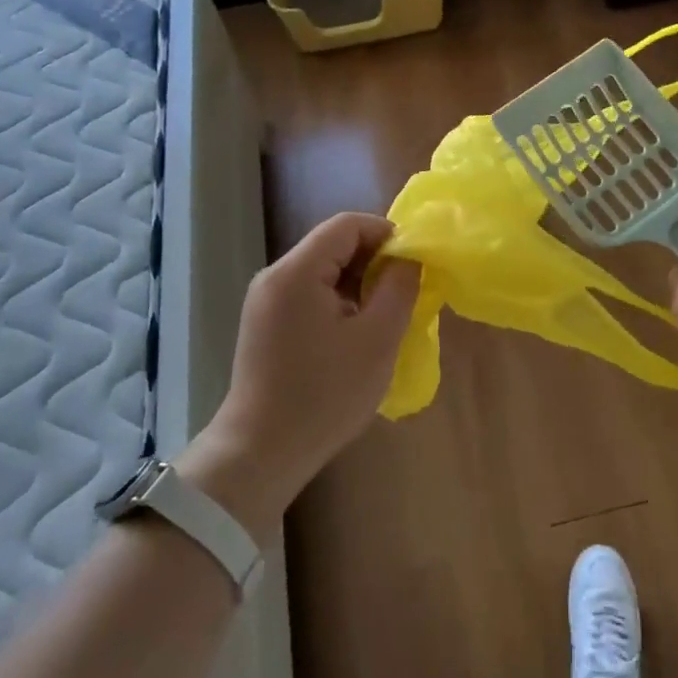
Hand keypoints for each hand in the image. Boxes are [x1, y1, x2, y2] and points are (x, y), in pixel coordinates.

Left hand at [178, 213, 418, 539]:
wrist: (261, 453)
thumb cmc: (325, 395)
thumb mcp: (377, 339)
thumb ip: (398, 288)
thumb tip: (408, 258)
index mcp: (296, 272)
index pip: (347, 225)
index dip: (386, 234)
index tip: (415, 263)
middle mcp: (274, 277)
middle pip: (332, 245)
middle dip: (374, 261)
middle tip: (405, 293)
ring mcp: (265, 302)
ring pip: (322, 271)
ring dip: (358, 284)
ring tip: (385, 316)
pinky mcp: (265, 325)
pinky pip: (309, 295)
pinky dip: (338, 302)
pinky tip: (355, 334)